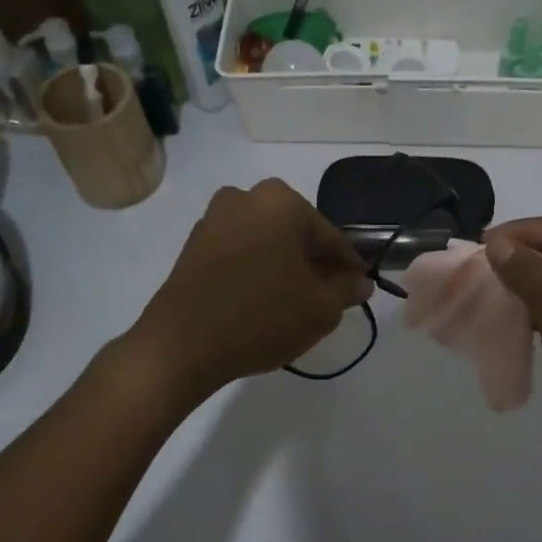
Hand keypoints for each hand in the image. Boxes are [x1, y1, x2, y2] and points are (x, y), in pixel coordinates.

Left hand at [132, 180, 372, 401]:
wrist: (182, 345)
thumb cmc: (262, 317)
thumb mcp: (320, 309)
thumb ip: (347, 290)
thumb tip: (360, 282)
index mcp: (281, 201)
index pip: (330, 236)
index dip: (349, 266)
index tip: (358, 288)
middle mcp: (246, 197)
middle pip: (296, 234)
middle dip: (314, 263)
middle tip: (328, 297)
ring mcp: (214, 219)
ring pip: (267, 242)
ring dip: (284, 266)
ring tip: (296, 303)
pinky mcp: (193, 244)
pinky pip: (240, 252)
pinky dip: (257, 270)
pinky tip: (264, 301)